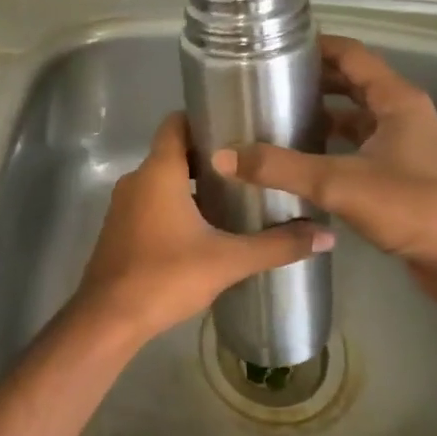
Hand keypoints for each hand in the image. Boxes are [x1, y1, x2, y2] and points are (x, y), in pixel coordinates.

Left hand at [72, 113, 333, 348]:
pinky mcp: (120, 229)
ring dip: (194, 183)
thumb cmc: (166, 277)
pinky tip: (205, 227)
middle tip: (250, 163)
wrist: (109, 319)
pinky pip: (151, 203)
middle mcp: (136, 180)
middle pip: (174, 152)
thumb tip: (327, 236)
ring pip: (162, 180)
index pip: (176, 123)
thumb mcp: (228, 261)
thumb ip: (277, 245)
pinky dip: (176, 204)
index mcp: (158, 172)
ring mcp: (124, 206)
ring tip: (235, 194)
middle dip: (209, 155)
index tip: (238, 122)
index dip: (204, 117)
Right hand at [213, 35, 436, 289]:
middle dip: (313, 80)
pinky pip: (360, 145)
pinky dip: (333, 144)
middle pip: (353, 83)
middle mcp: (404, 114)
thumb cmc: (411, 209)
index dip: (315, 46)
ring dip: (322, 114)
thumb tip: (222, 154)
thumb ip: (280, 168)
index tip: (274, 47)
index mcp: (397, 100)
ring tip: (277, 117)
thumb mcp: (339, 183)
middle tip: (267, 83)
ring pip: (356, 117)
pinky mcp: (402, 173)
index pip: (352, 54)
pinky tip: (302, 159)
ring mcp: (406, 144)